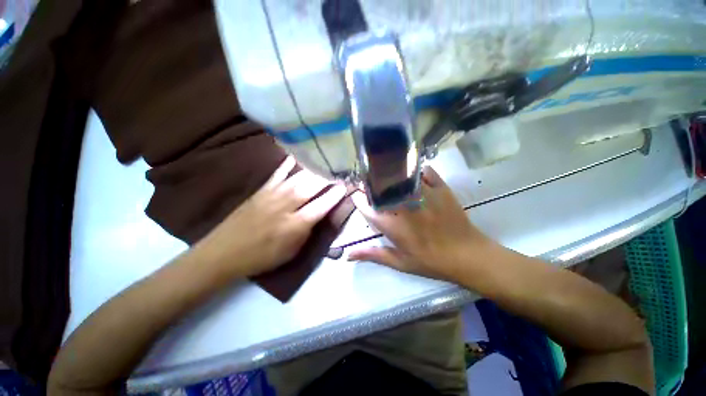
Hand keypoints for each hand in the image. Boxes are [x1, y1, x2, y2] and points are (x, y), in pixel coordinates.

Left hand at [195, 156, 346, 277]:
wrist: (224, 252)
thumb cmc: (262, 256)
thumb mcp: (291, 252)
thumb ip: (307, 232)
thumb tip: (318, 215)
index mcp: (296, 225)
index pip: (322, 205)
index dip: (336, 195)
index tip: (346, 185)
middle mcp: (287, 206)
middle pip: (311, 187)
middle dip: (328, 177)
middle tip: (340, 168)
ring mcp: (273, 195)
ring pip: (298, 178)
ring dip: (314, 169)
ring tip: (326, 161)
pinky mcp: (262, 190)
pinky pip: (278, 174)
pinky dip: (288, 164)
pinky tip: (296, 155)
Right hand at [349, 166, 491, 281]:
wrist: (467, 255)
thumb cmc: (431, 261)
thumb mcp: (399, 262)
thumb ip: (373, 255)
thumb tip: (348, 255)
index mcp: (392, 225)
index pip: (366, 206)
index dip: (358, 199)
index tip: (357, 195)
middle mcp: (404, 206)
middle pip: (381, 187)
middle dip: (372, 185)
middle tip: (371, 187)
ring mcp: (423, 194)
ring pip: (400, 176)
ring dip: (391, 176)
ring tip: (389, 179)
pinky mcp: (440, 188)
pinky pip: (424, 171)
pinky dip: (417, 171)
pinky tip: (413, 176)